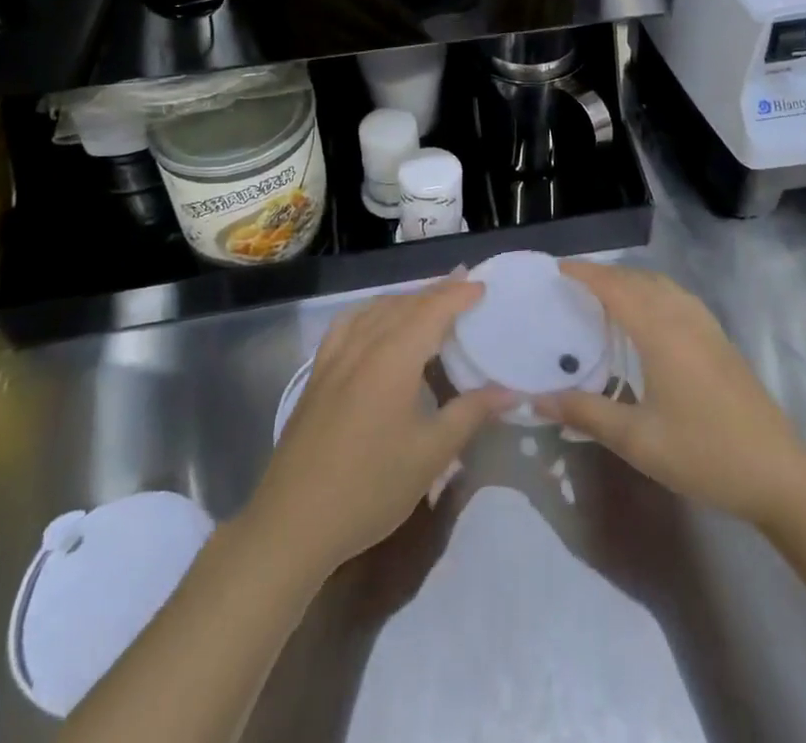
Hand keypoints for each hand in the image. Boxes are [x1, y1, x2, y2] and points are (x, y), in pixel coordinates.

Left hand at [247, 280, 512, 578]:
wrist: (294, 522)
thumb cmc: (370, 488)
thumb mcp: (431, 455)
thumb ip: (470, 414)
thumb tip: (511, 391)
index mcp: (393, 357)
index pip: (432, 310)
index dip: (458, 294)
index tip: (483, 286)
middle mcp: (363, 345)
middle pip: (404, 304)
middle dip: (436, 291)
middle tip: (464, 283)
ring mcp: (335, 357)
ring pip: (375, 310)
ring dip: (405, 299)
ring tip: (429, 300)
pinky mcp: (317, 374)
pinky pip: (348, 324)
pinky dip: (371, 312)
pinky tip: (376, 323)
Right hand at [535, 261, 805, 528]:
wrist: (779, 474)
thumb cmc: (703, 453)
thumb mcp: (637, 440)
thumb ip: (586, 413)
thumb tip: (539, 397)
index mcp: (661, 331)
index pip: (615, 287)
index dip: (585, 273)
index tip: (556, 269)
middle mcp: (683, 316)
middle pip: (638, 279)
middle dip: (604, 275)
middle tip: (571, 285)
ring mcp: (706, 326)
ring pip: (661, 285)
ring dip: (630, 281)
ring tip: (603, 296)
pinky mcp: (720, 339)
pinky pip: (677, 297)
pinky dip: (652, 292)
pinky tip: (646, 318)